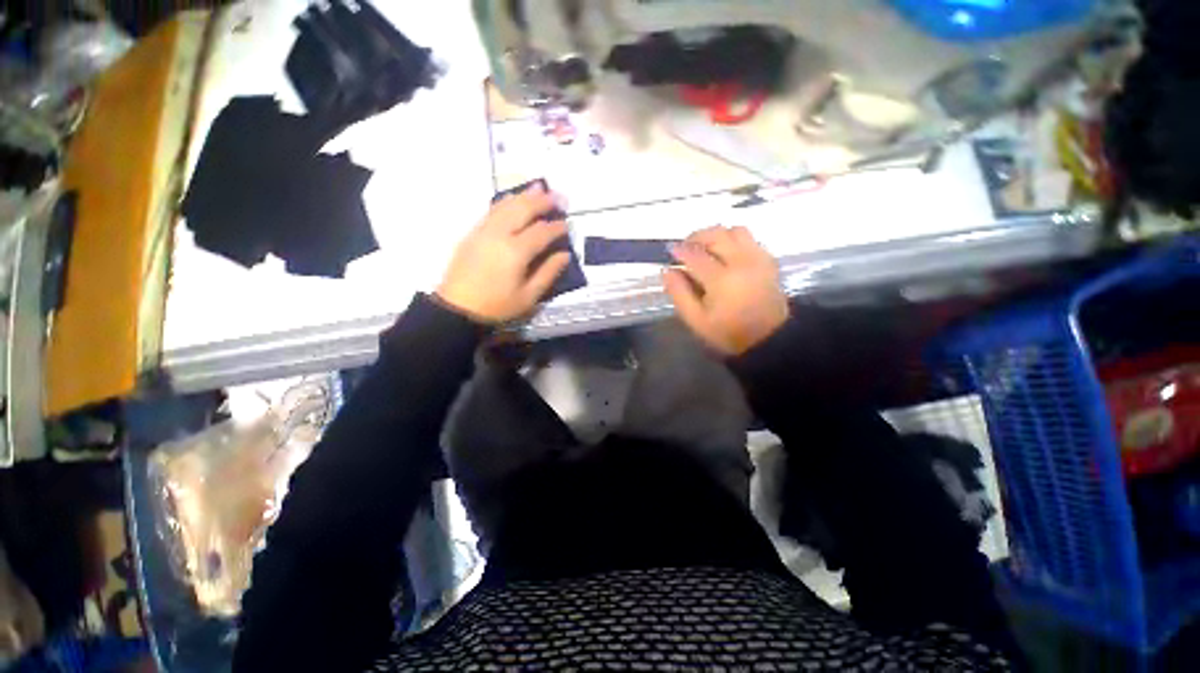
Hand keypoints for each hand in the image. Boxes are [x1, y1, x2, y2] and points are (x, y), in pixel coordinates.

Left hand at [436, 185, 570, 323]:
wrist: (458, 307)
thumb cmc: (497, 305)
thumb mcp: (529, 296)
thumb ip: (548, 273)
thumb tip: (565, 255)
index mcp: (516, 252)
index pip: (542, 232)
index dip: (557, 227)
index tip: (567, 224)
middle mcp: (500, 234)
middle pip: (523, 209)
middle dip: (543, 201)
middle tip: (559, 197)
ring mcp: (484, 230)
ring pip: (506, 205)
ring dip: (525, 195)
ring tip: (540, 188)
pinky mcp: (473, 232)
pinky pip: (493, 210)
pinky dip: (507, 201)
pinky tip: (514, 198)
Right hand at [664, 226, 788, 355]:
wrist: (767, 338)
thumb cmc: (727, 331)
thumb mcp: (696, 319)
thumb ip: (679, 293)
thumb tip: (667, 271)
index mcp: (721, 279)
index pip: (695, 255)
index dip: (679, 250)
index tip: (670, 252)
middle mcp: (741, 262)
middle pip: (716, 235)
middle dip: (696, 237)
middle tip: (686, 247)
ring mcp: (758, 258)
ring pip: (735, 230)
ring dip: (717, 235)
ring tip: (706, 248)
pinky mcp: (768, 259)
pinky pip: (749, 238)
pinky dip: (733, 240)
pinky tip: (725, 254)